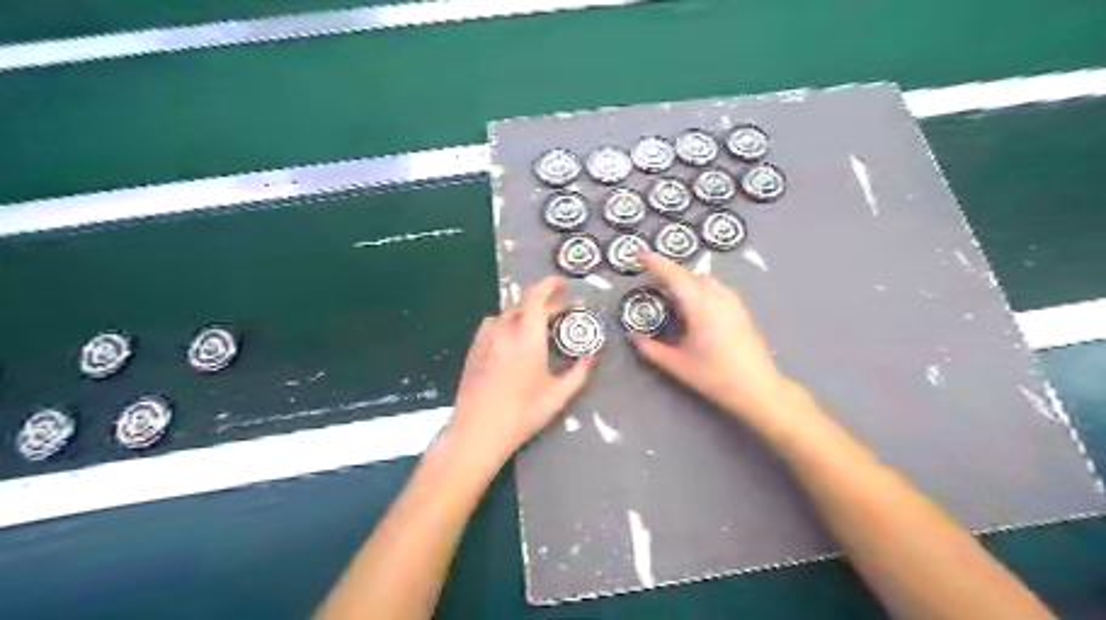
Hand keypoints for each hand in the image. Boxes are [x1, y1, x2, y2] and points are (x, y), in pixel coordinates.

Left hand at [447, 277, 595, 464]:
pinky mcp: (474, 349)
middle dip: (544, 304)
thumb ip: (578, 372)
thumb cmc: (521, 413)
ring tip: (538, 327)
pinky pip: (493, 326)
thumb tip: (592, 355)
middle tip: (562, 313)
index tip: (562, 283)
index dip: (548, 285)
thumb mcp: (557, 395)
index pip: (536, 297)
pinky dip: (508, 324)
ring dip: (525, 314)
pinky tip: (514, 341)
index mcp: (526, 336)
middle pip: (523, 305)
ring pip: (507, 314)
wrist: (477, 431)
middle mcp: (504, 330)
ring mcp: (485, 339)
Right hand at [631, 253, 805, 429]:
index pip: (674, 275)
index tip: (638, 254)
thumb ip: (650, 348)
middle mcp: (718, 296)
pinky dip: (698, 288)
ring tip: (669, 294)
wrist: (758, 389)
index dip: (654, 262)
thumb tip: (632, 336)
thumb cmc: (715, 376)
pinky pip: (715, 288)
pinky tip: (692, 307)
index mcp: (700, 305)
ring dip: (685, 280)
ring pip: (704, 280)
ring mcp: (733, 302)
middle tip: (649, 279)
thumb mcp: (677, 364)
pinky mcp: (740, 310)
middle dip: (668, 272)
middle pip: (689, 274)